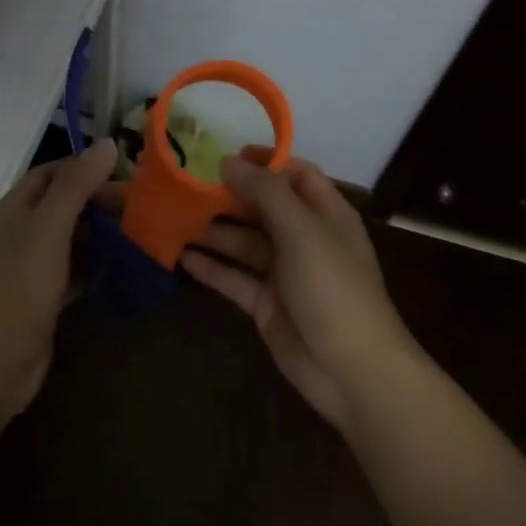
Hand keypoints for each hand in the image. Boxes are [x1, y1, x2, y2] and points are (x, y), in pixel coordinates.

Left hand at [0, 141, 118, 423]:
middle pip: (62, 205)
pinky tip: (123, 267)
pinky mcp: (41, 299)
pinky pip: (72, 271)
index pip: (51, 173)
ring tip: (142, 232)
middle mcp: (19, 233)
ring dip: (100, 233)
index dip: (85, 168)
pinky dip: (95, 265)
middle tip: (142, 207)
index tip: (126, 171)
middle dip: (98, 201)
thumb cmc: (18, 289)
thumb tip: (106, 144)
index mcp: (13, 209)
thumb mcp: (48, 230)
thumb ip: (76, 187)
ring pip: (69, 239)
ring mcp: (29, 268)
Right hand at [183, 153, 415, 429]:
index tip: (225, 155)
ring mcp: (284, 273)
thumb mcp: (302, 231)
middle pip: (263, 207)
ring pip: (244, 243)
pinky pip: (234, 277)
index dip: (265, 161)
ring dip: (213, 230)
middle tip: (186, 185)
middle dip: (229, 196)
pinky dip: (210, 267)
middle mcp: (305, 238)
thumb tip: (229, 162)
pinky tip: (179, 255)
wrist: (351, 370)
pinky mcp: (266, 304)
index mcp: (326, 214)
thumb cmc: (332, 288)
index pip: (296, 174)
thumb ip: (266, 192)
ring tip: (174, 217)